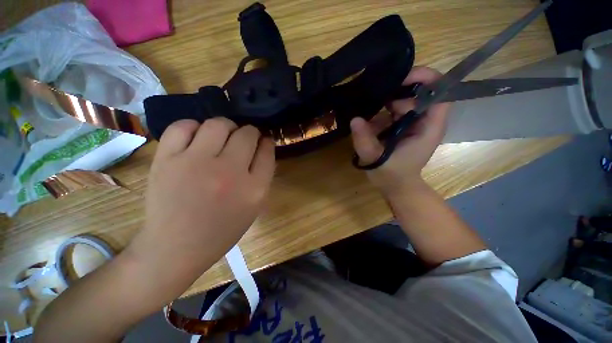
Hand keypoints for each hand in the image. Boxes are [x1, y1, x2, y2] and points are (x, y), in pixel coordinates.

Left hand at [129, 118, 274, 275]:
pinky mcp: (166, 161)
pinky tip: (197, 137)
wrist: (176, 248)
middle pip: (247, 134)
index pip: (267, 152)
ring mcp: (195, 164)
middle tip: (245, 138)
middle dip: (250, 132)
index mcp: (254, 189)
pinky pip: (183, 127)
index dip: (267, 142)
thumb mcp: (254, 207)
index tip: (264, 141)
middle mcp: (229, 172)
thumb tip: (263, 147)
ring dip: (227, 127)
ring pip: (218, 124)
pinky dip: (194, 127)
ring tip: (223, 136)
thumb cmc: (221, 229)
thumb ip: (262, 176)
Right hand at [350, 67, 449, 195]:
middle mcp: (424, 120)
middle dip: (397, 94)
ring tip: (371, 117)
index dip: (425, 79)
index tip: (400, 79)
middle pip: (418, 92)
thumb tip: (355, 119)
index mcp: (429, 127)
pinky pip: (392, 111)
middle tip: (377, 106)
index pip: (440, 92)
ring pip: (403, 100)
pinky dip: (379, 112)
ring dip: (385, 104)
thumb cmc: (392, 176)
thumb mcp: (377, 160)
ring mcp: (412, 122)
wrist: (395, 186)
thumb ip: (366, 142)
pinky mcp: (400, 125)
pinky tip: (369, 123)